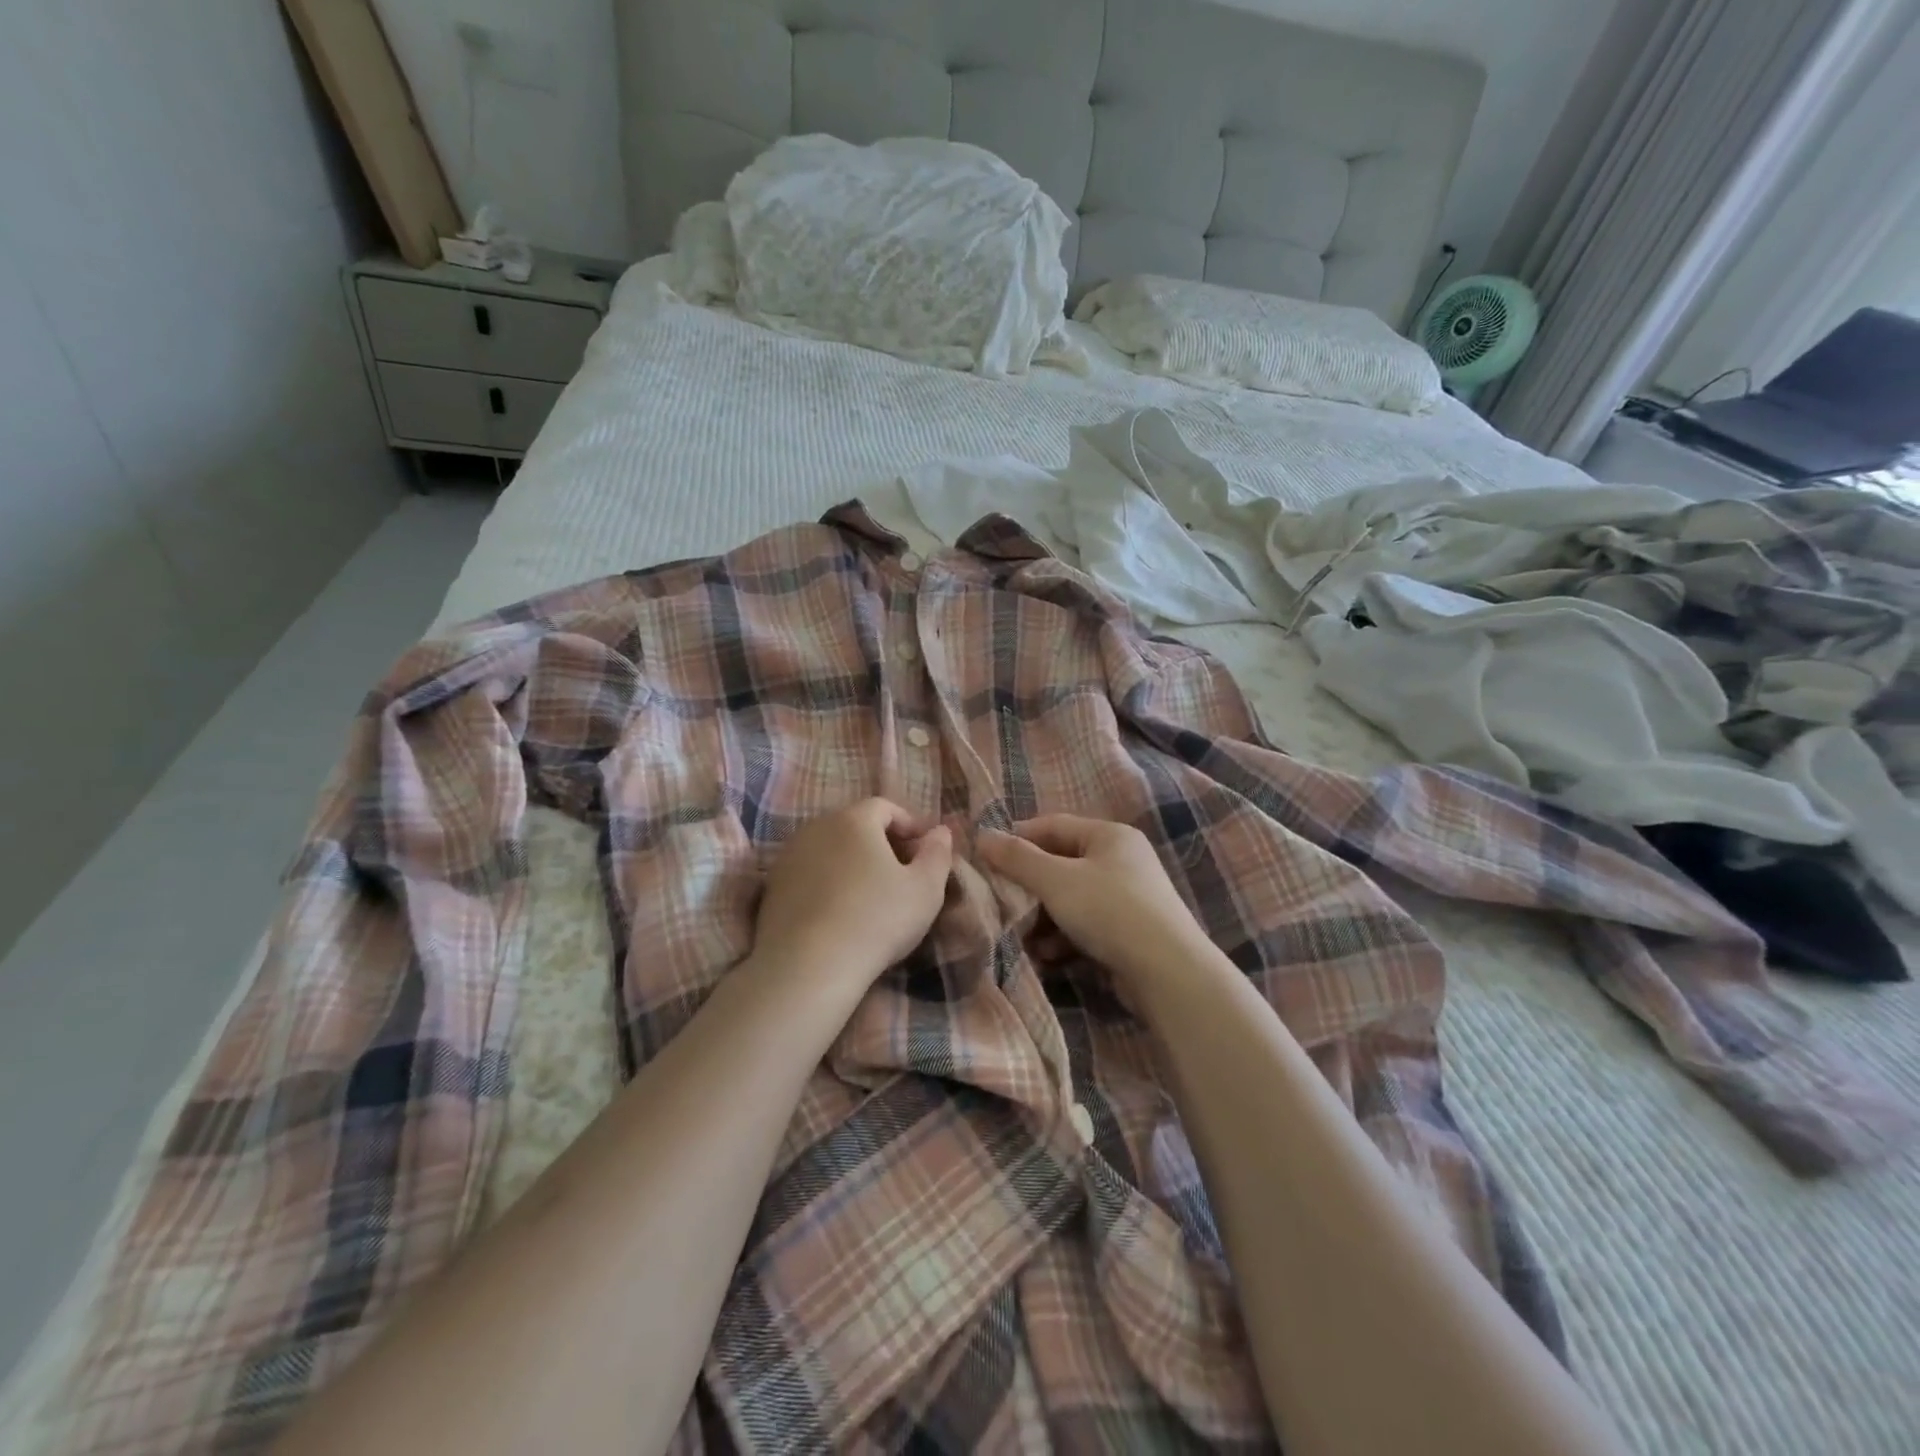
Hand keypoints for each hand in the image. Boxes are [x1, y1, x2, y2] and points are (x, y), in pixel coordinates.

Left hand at [750, 798, 953, 992]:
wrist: (808, 967)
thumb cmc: (877, 919)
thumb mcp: (925, 889)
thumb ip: (938, 854)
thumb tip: (940, 831)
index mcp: (854, 819)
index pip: (885, 807)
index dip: (909, 825)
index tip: (924, 852)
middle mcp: (817, 827)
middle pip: (855, 825)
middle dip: (881, 843)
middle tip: (902, 873)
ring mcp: (789, 857)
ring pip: (830, 849)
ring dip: (852, 863)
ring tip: (871, 895)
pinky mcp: (772, 888)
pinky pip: (809, 874)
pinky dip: (828, 884)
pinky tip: (840, 913)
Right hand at [979, 815, 1211, 1001]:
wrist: (1168, 972)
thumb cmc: (1109, 911)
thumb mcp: (1056, 880)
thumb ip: (1017, 858)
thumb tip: (982, 835)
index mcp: (1110, 835)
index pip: (1053, 825)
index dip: (1017, 839)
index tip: (986, 858)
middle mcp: (1122, 860)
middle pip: (1061, 865)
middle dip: (1029, 888)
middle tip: (1001, 904)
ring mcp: (1129, 897)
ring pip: (1071, 900)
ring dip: (1043, 920)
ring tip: (1022, 940)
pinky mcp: (1130, 932)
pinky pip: (1086, 926)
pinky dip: (1064, 939)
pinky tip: (1048, 958)